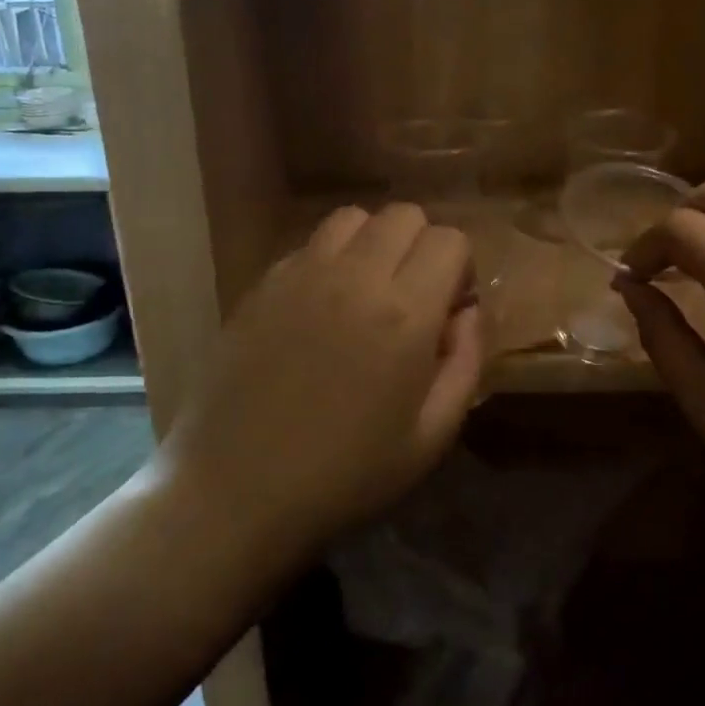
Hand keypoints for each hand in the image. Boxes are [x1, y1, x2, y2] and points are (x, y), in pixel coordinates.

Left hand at [161, 203, 483, 546]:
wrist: (237, 491)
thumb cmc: (345, 475)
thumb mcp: (431, 436)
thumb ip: (466, 362)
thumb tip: (467, 311)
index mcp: (404, 314)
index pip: (448, 239)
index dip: (459, 269)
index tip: (449, 308)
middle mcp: (353, 277)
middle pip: (403, 215)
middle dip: (421, 247)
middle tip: (413, 298)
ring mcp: (300, 275)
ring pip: (352, 218)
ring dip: (373, 243)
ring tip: (366, 293)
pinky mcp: (261, 285)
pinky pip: (308, 246)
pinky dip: (328, 260)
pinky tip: (320, 309)